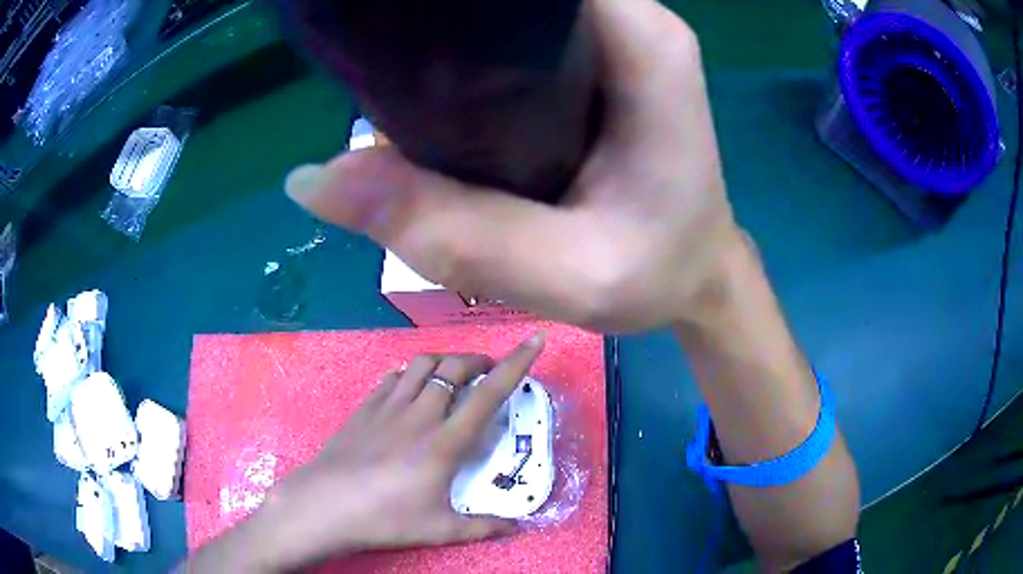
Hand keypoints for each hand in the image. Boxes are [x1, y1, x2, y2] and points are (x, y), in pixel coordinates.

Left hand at [190, 334, 545, 571]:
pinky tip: (411, 388)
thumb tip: (517, 528)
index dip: (517, 364)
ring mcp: (388, 407)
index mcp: (445, 442)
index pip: (489, 393)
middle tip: (489, 372)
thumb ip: (483, 528)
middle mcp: (419, 414)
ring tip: (454, 376)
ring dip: (445, 362)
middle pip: (454, 367)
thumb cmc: (386, 519)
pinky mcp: (365, 408)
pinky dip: (411, 373)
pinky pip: (393, 377)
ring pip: (422, 364)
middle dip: (479, 360)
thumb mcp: (440, 530)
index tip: (535, 340)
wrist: (325, 505)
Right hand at [284, 0, 741, 331]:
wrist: (696, 274)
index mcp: (642, 45)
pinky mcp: (594, 57)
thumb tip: (314, 182)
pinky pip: (520, 33)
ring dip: (451, 33)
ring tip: (396, 75)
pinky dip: (470, 55)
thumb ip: (448, 230)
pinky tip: (438, 93)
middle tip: (378, 57)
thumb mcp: (565, 275)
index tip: (391, 18)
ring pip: (513, 9)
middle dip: (442, 16)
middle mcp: (629, 21)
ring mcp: (612, 34)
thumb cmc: (658, 275)